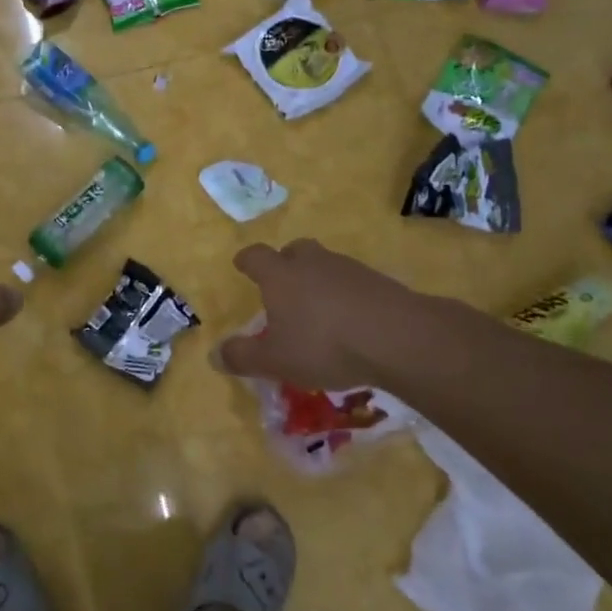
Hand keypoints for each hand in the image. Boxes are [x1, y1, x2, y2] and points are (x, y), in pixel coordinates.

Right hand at [217, 239, 464, 391]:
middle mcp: (311, 263)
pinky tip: (351, 320)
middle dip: (286, 263)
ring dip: (318, 279)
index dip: (246, 261)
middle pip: (294, 250)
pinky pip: (354, 282)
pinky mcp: (379, 281)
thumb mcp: (275, 360)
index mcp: (279, 275)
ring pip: (325, 264)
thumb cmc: (323, 344)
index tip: (242, 266)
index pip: (255, 256)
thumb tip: (214, 355)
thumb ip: (242, 357)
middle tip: (284, 285)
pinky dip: (347, 295)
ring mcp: (348, 268)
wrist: (397, 337)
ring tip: (319, 309)